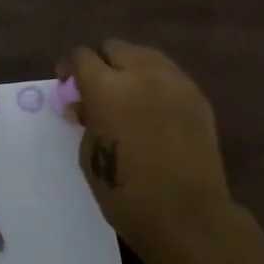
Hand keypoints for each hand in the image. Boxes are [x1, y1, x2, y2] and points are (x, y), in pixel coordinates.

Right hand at [63, 40, 233, 254]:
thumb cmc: (126, 193)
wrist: (187, 216)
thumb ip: (85, 121)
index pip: (81, 56)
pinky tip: (152, 107)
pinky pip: (169, 74)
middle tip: (96, 89)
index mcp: (107, 88)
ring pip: (145, 55)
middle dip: (100, 62)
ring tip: (127, 94)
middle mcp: (141, 74)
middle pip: (114, 47)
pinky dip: (155, 81)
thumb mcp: (90, 156)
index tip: (67, 84)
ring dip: (130, 67)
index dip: (69, 68)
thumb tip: (82, 105)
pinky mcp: (197, 96)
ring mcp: (174, 82)